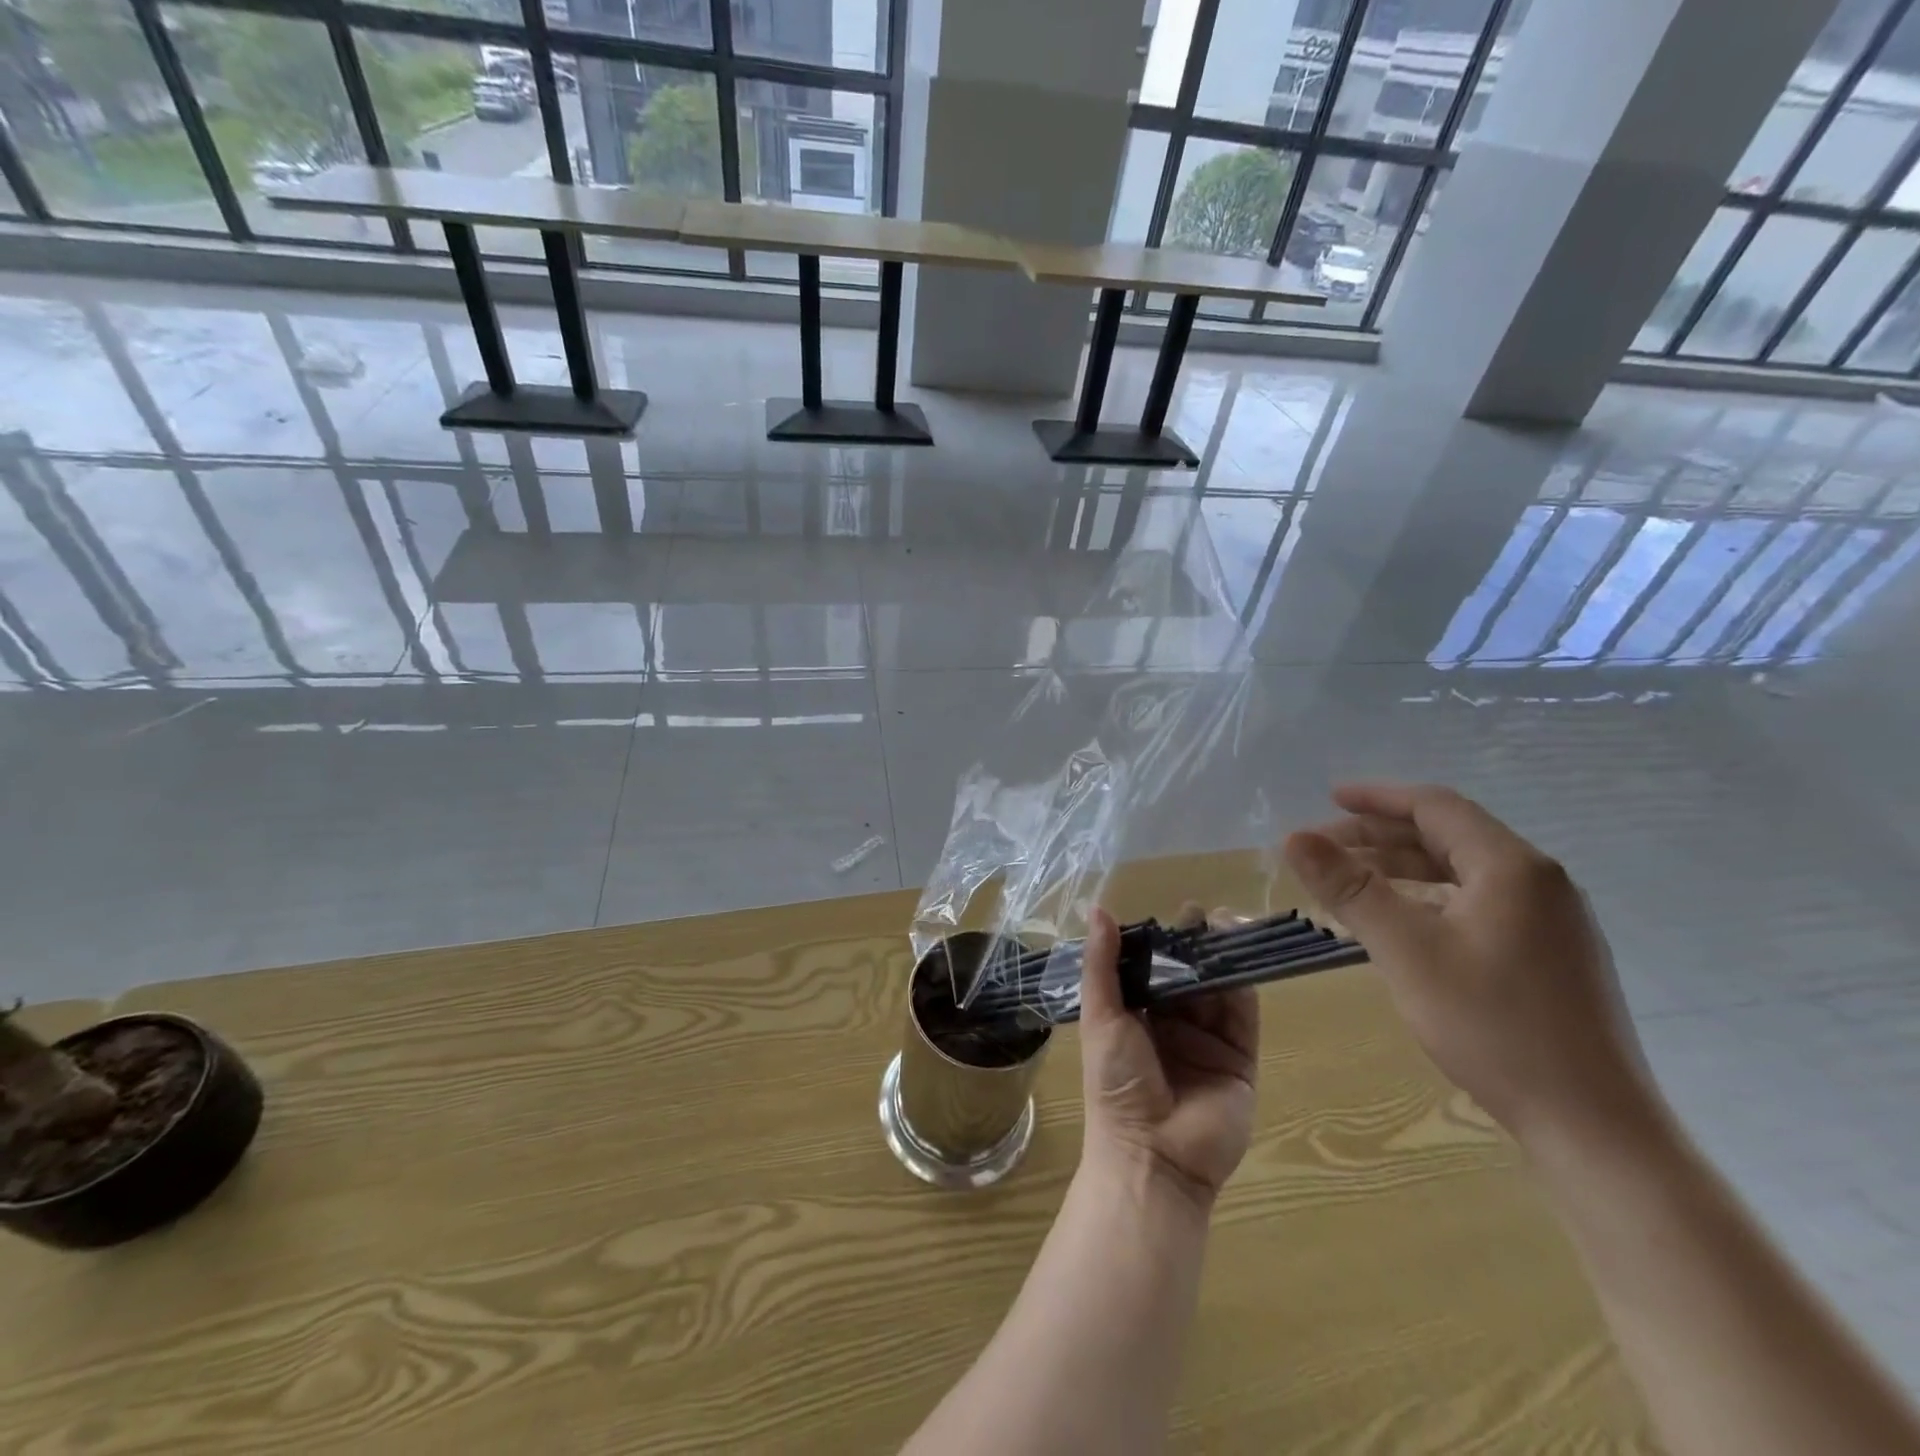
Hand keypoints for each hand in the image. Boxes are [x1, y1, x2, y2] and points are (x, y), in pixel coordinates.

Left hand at [1076, 909, 1258, 1207]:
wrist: (1153, 1156)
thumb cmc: (1115, 1082)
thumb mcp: (1101, 1017)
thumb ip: (1102, 964)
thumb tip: (1097, 909)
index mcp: (1136, 1016)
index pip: (1151, 968)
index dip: (1160, 941)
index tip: (1170, 913)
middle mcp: (1173, 1025)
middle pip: (1188, 975)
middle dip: (1194, 944)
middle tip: (1203, 913)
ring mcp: (1208, 1041)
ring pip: (1218, 989)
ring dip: (1221, 958)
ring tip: (1225, 924)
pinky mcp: (1240, 1059)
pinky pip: (1243, 1016)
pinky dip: (1243, 985)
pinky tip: (1241, 957)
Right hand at [1282, 782, 1655, 1149]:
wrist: (1594, 1127)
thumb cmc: (1493, 1027)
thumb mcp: (1406, 951)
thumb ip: (1349, 888)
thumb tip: (1294, 837)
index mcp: (1512, 868)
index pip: (1435, 807)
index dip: (1376, 797)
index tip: (1327, 798)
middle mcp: (1539, 882)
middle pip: (1448, 837)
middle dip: (1380, 837)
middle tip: (1323, 850)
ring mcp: (1551, 921)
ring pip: (1462, 873)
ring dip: (1401, 870)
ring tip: (1349, 885)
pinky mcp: (1551, 956)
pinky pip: (1478, 904)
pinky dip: (1428, 900)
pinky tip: (1399, 924)